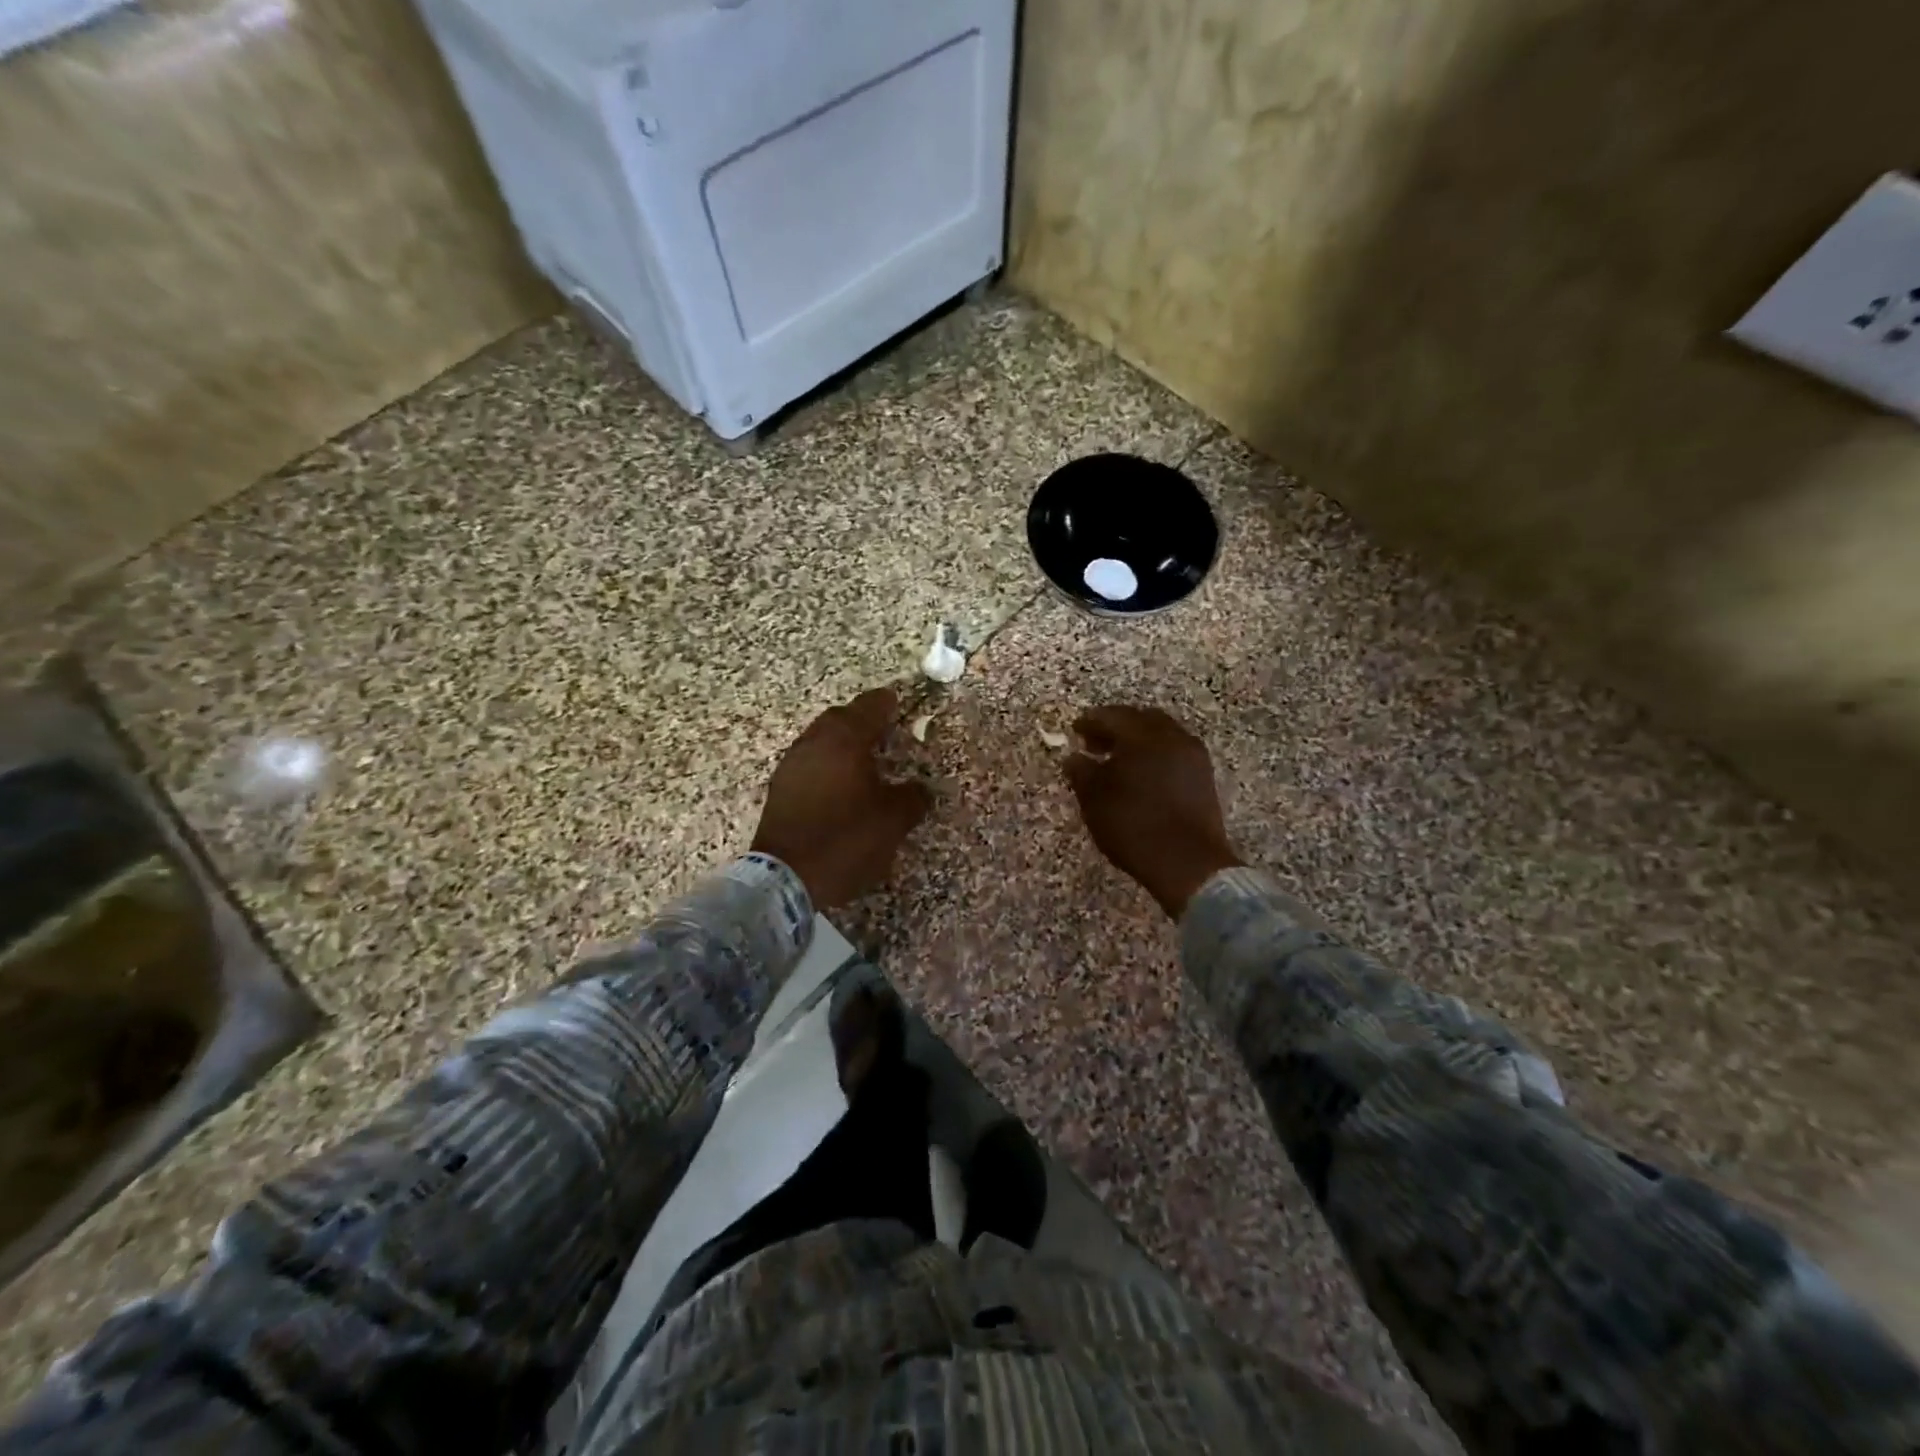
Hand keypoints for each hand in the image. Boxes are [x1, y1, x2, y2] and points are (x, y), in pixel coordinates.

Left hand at [751, 688, 930, 908]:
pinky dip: (827, 763)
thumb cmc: (845, 839)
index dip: (888, 703)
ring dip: (843, 742)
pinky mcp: (780, 788)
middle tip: (886, 734)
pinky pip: (809, 761)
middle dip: (863, 720)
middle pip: (841, 717)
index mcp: (844, 740)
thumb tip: (921, 788)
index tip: (900, 704)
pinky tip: (840, 785)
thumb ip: (913, 797)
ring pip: (821, 738)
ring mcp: (792, 764)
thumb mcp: (893, 821)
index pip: (870, 705)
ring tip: (865, 761)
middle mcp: (814, 742)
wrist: (786, 878)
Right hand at [1063, 705, 1242, 917]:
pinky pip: (1175, 752)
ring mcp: (1193, 756)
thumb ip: (1082, 773)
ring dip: (1138, 741)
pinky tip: (1142, 776)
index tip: (1076, 730)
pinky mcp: (1204, 777)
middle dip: (1117, 727)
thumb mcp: (1095, 800)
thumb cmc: (1133, 826)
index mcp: (1142, 736)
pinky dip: (1155, 755)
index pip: (1112, 716)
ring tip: (1118, 762)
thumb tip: (1074, 757)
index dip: (1091, 721)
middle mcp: (1172, 737)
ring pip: (1161, 735)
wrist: (1188, 862)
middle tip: (1096, 743)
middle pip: (1141, 719)